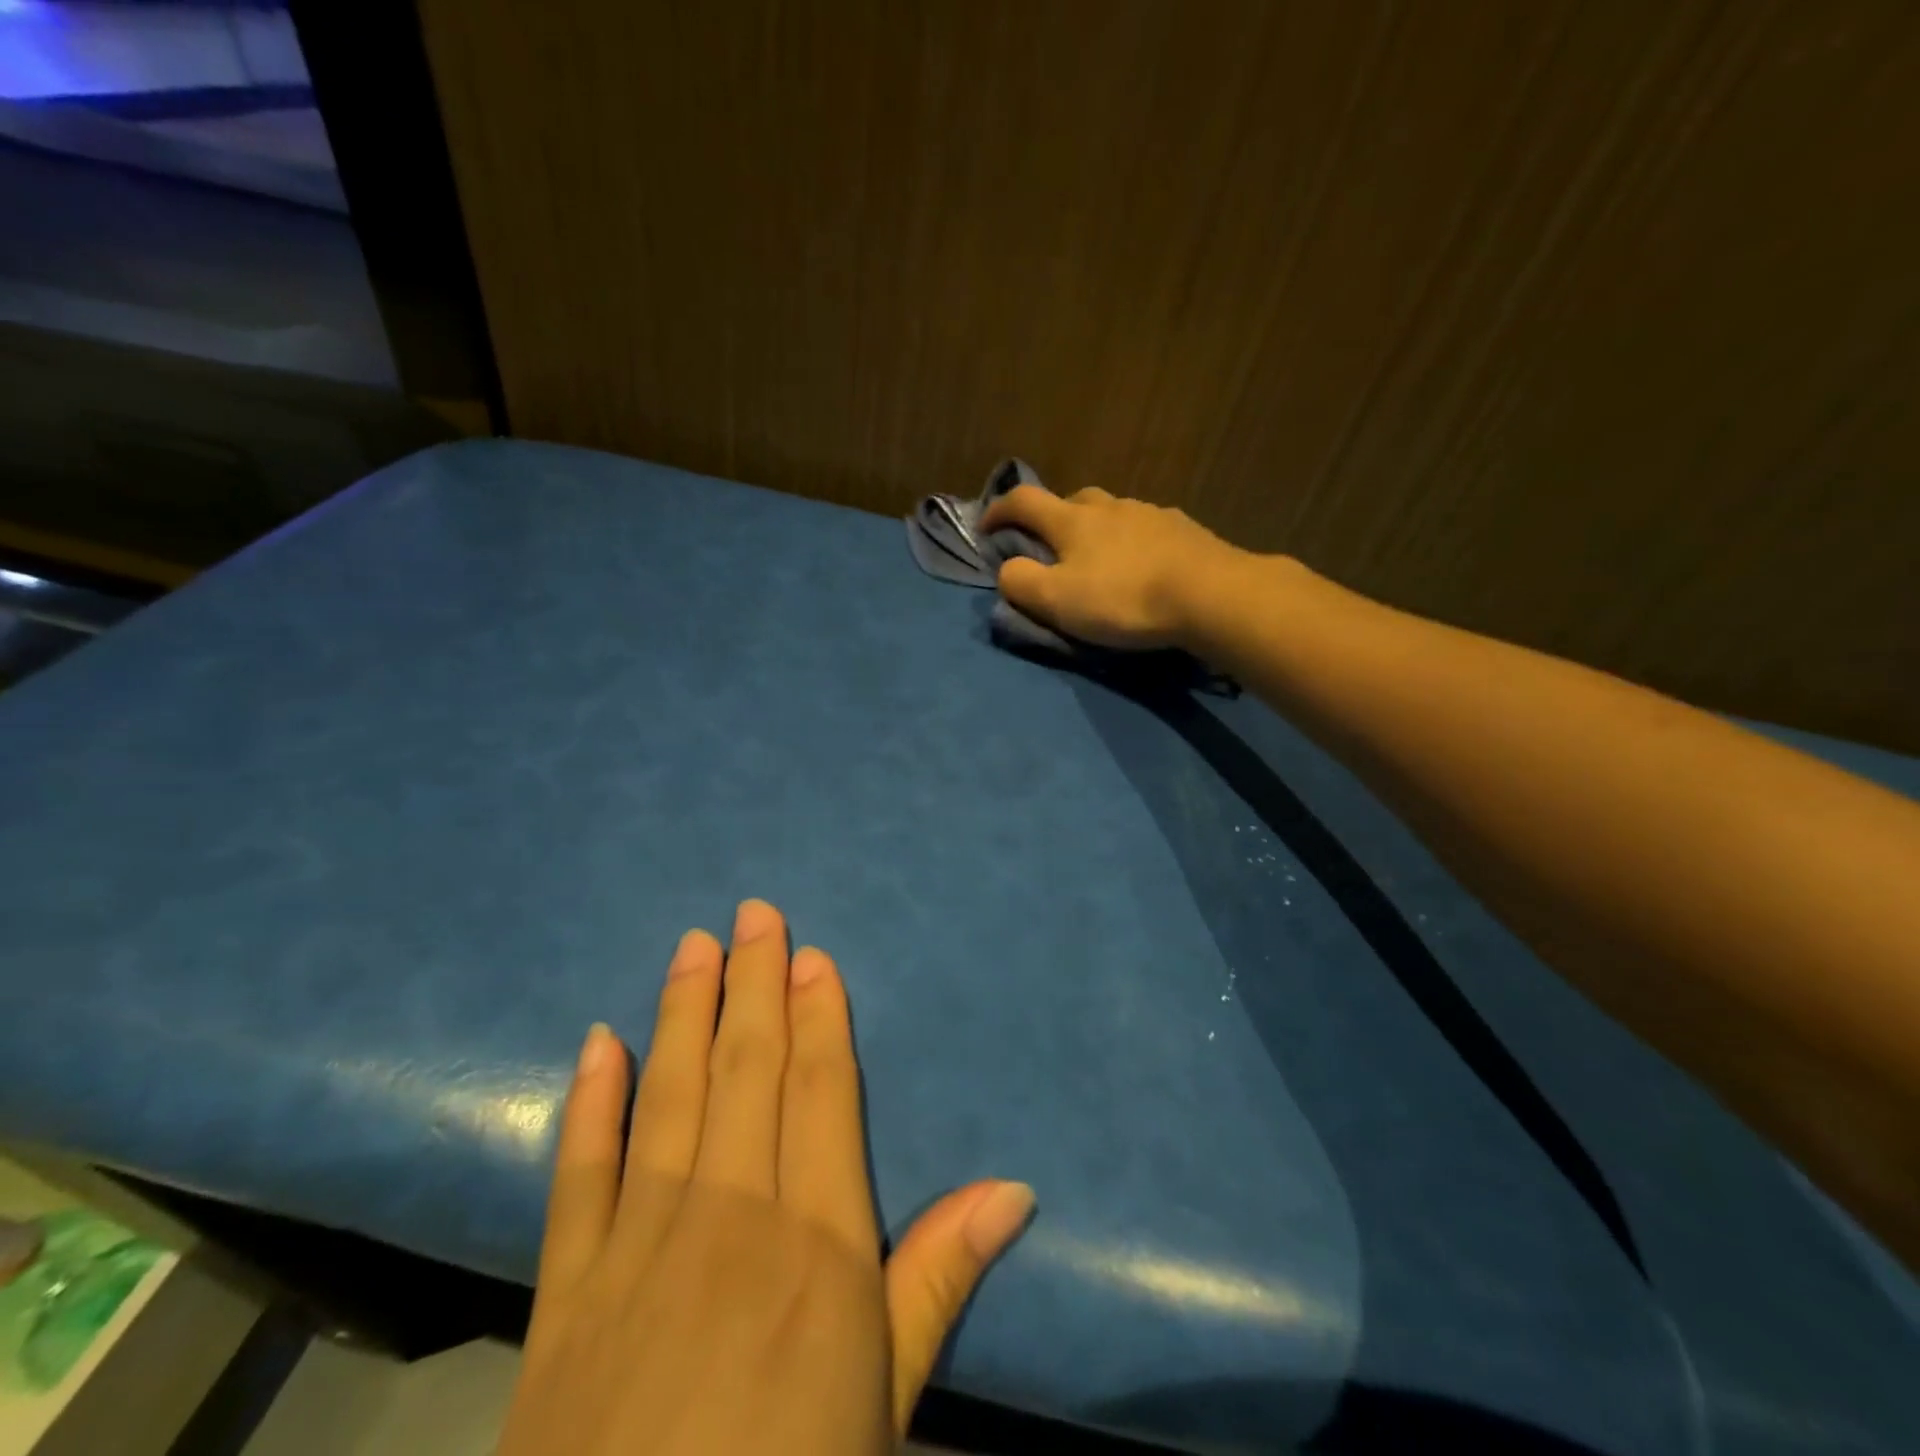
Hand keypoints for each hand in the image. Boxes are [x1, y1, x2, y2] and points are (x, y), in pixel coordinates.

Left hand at [497, 900, 1033, 1455]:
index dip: (820, 1016)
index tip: (812, 955)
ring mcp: (642, 1244)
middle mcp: (730, 1216)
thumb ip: (940, 1281)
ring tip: (693, 946)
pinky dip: (588, 1102)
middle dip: (754, 983)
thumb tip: (1015, 1189)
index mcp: (816, 1243)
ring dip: (682, 1011)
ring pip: (669, 1095)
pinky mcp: (569, 1288)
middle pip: (747, 1069)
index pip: (822, 1092)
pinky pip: (578, 1173)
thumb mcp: (887, 1402)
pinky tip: (596, 1041)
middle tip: (754, 913)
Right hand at [978, 485, 1243, 648]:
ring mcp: (1150, 514)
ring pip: (1111, 513)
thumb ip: (1020, 583)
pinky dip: (1131, 542)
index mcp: (1072, 521)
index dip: (998, 511)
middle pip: (1071, 501)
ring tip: (1099, 560)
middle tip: (1050, 548)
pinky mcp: (1183, 530)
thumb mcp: (1057, 600)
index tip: (986, 528)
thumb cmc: (1124, 598)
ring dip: (1096, 530)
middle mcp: (1109, 506)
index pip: (1023, 501)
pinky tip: (1142, 565)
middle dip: (1052, 519)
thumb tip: (1007, 569)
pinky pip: (1145, 529)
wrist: (1209, 594)